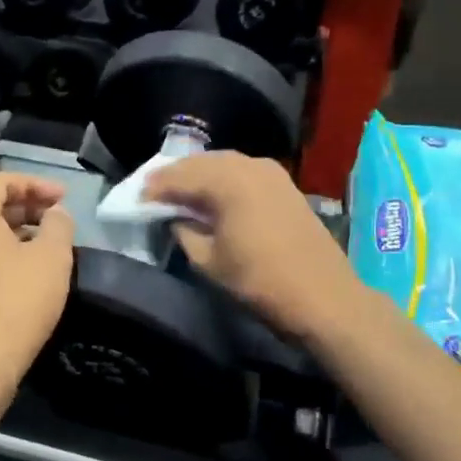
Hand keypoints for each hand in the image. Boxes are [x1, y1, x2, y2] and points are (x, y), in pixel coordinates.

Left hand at [0, 173, 75, 387]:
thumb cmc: (18, 302)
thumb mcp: (52, 257)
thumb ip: (58, 224)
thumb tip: (55, 213)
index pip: (0, 182)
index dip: (35, 184)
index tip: (63, 198)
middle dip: (26, 206)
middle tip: (57, 218)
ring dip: (16, 231)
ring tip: (47, 244)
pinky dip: (2, 253)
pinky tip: (26, 272)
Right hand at [145, 152, 367, 342]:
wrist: (324, 297)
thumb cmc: (261, 282)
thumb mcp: (209, 262)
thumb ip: (185, 232)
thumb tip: (176, 217)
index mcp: (228, 181)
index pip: (180, 176)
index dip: (155, 187)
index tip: (136, 199)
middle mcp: (249, 165)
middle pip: (202, 162)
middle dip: (176, 175)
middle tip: (153, 191)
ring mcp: (271, 172)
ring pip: (224, 163)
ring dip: (200, 174)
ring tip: (180, 192)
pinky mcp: (284, 184)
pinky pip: (243, 171)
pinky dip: (222, 178)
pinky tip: (213, 194)